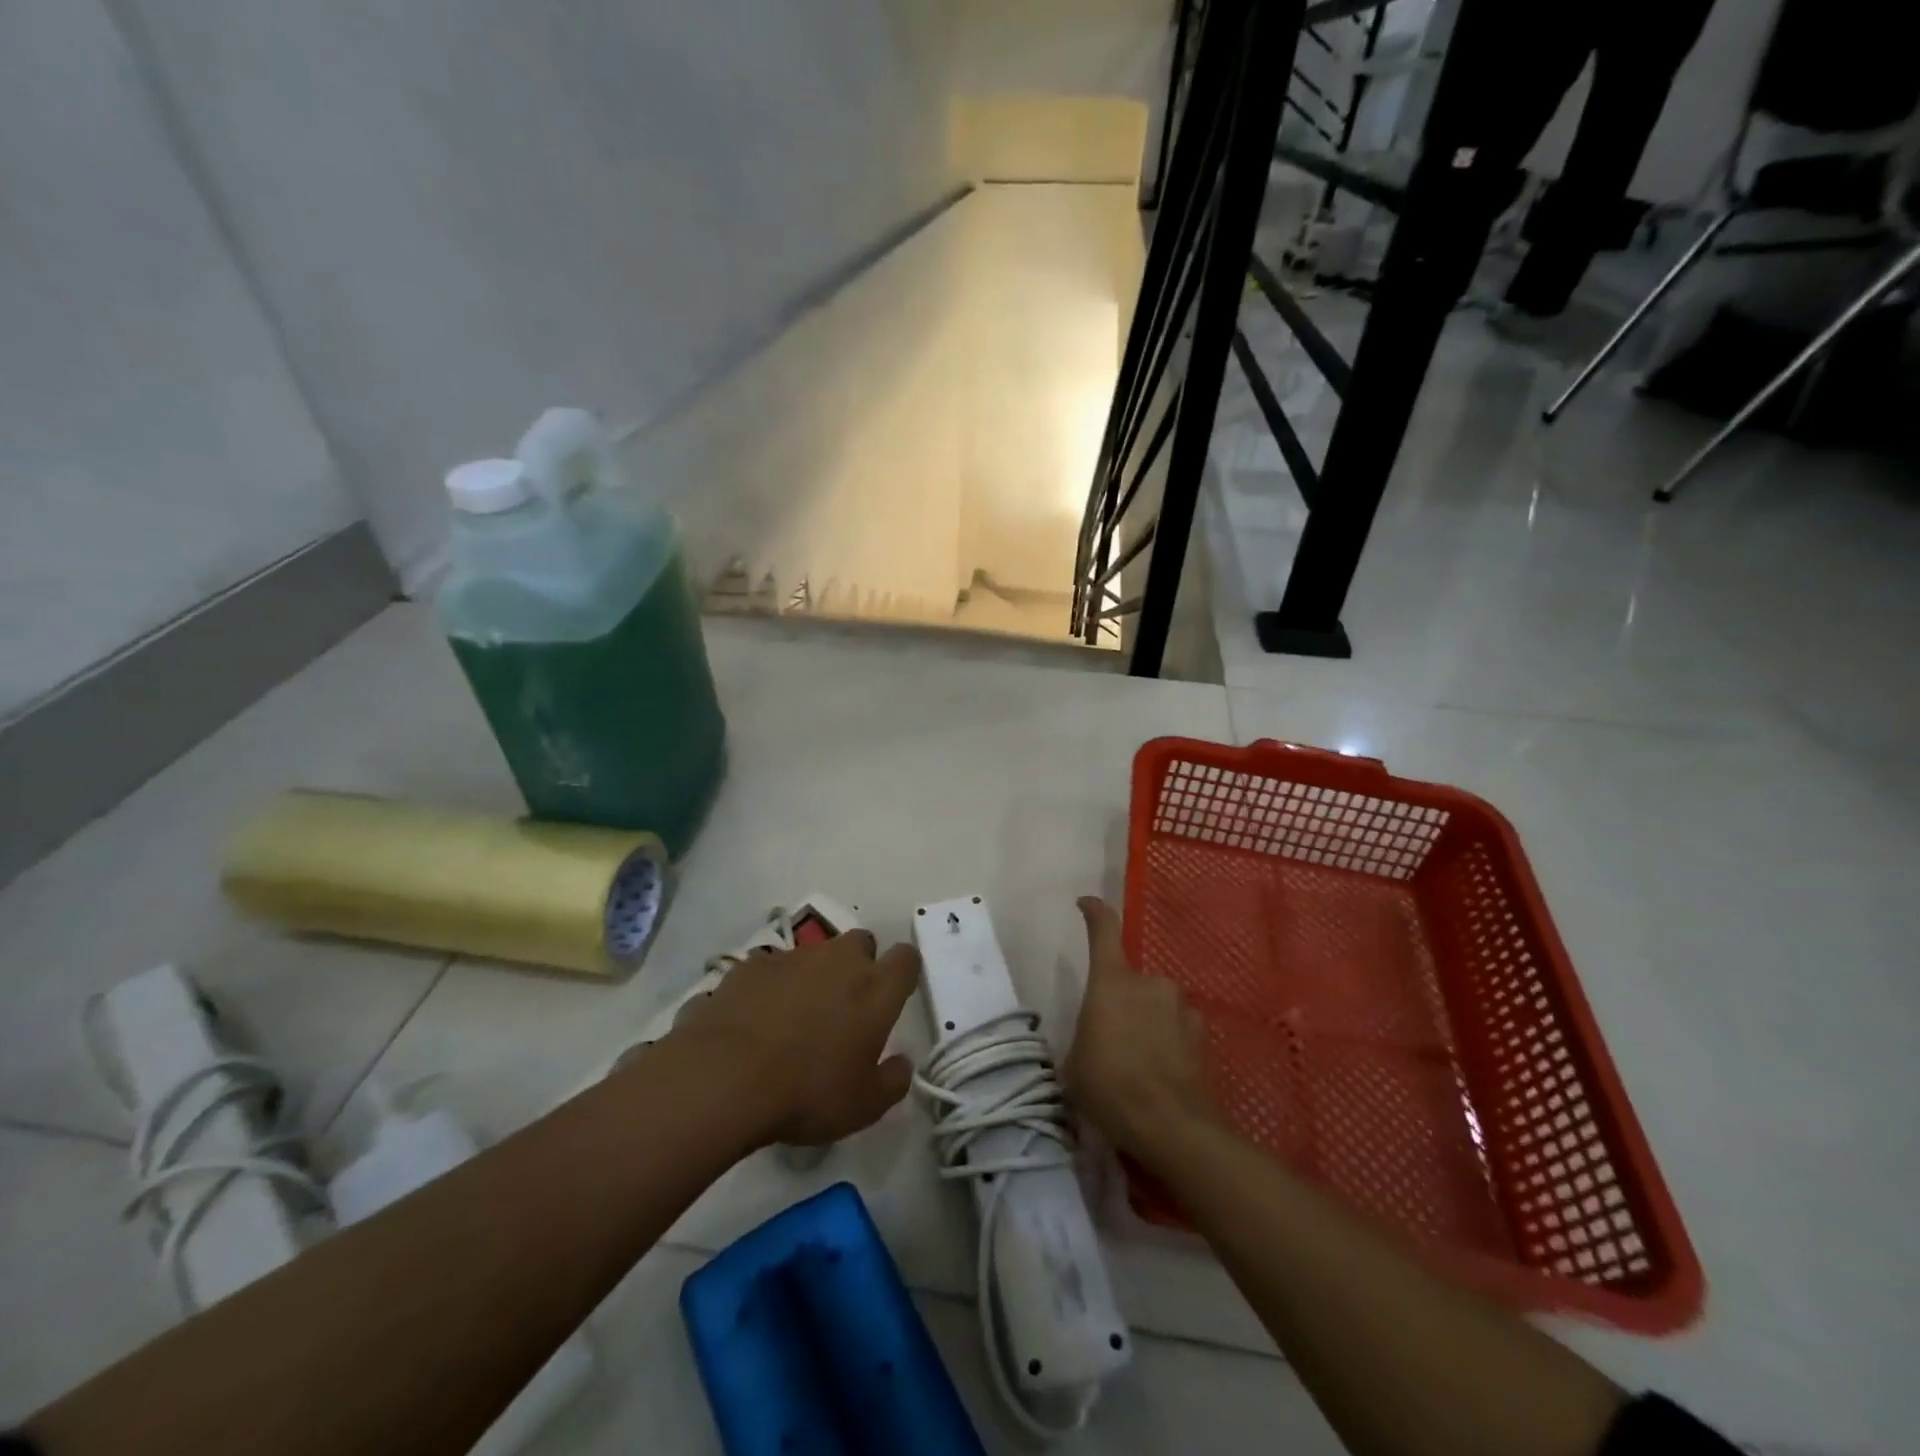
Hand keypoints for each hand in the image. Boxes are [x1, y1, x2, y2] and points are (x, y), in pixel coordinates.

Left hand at [669, 930, 919, 1147]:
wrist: (725, 1076)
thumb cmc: (807, 1092)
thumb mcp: (864, 1106)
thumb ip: (892, 1080)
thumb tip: (901, 1063)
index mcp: (875, 989)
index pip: (906, 959)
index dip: (903, 971)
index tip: (894, 993)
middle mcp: (838, 960)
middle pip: (861, 942)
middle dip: (858, 964)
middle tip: (845, 1005)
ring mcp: (792, 957)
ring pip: (814, 954)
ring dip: (812, 976)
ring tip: (792, 1019)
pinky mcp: (750, 965)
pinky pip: (770, 969)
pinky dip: (769, 987)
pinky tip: (753, 1021)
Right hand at [1065, 897, 1217, 1164]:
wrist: (1171, 1126)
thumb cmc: (1109, 1087)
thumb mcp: (1073, 1066)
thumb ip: (1082, 1039)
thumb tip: (1091, 1041)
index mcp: (1111, 981)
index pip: (1104, 930)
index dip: (1094, 912)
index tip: (1086, 904)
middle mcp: (1149, 983)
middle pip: (1129, 980)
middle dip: (1120, 1002)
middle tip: (1109, 1038)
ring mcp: (1180, 1007)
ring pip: (1155, 1005)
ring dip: (1145, 1022)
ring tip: (1136, 1062)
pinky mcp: (1202, 1034)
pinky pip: (1177, 1027)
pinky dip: (1168, 1041)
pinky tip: (1161, 1073)